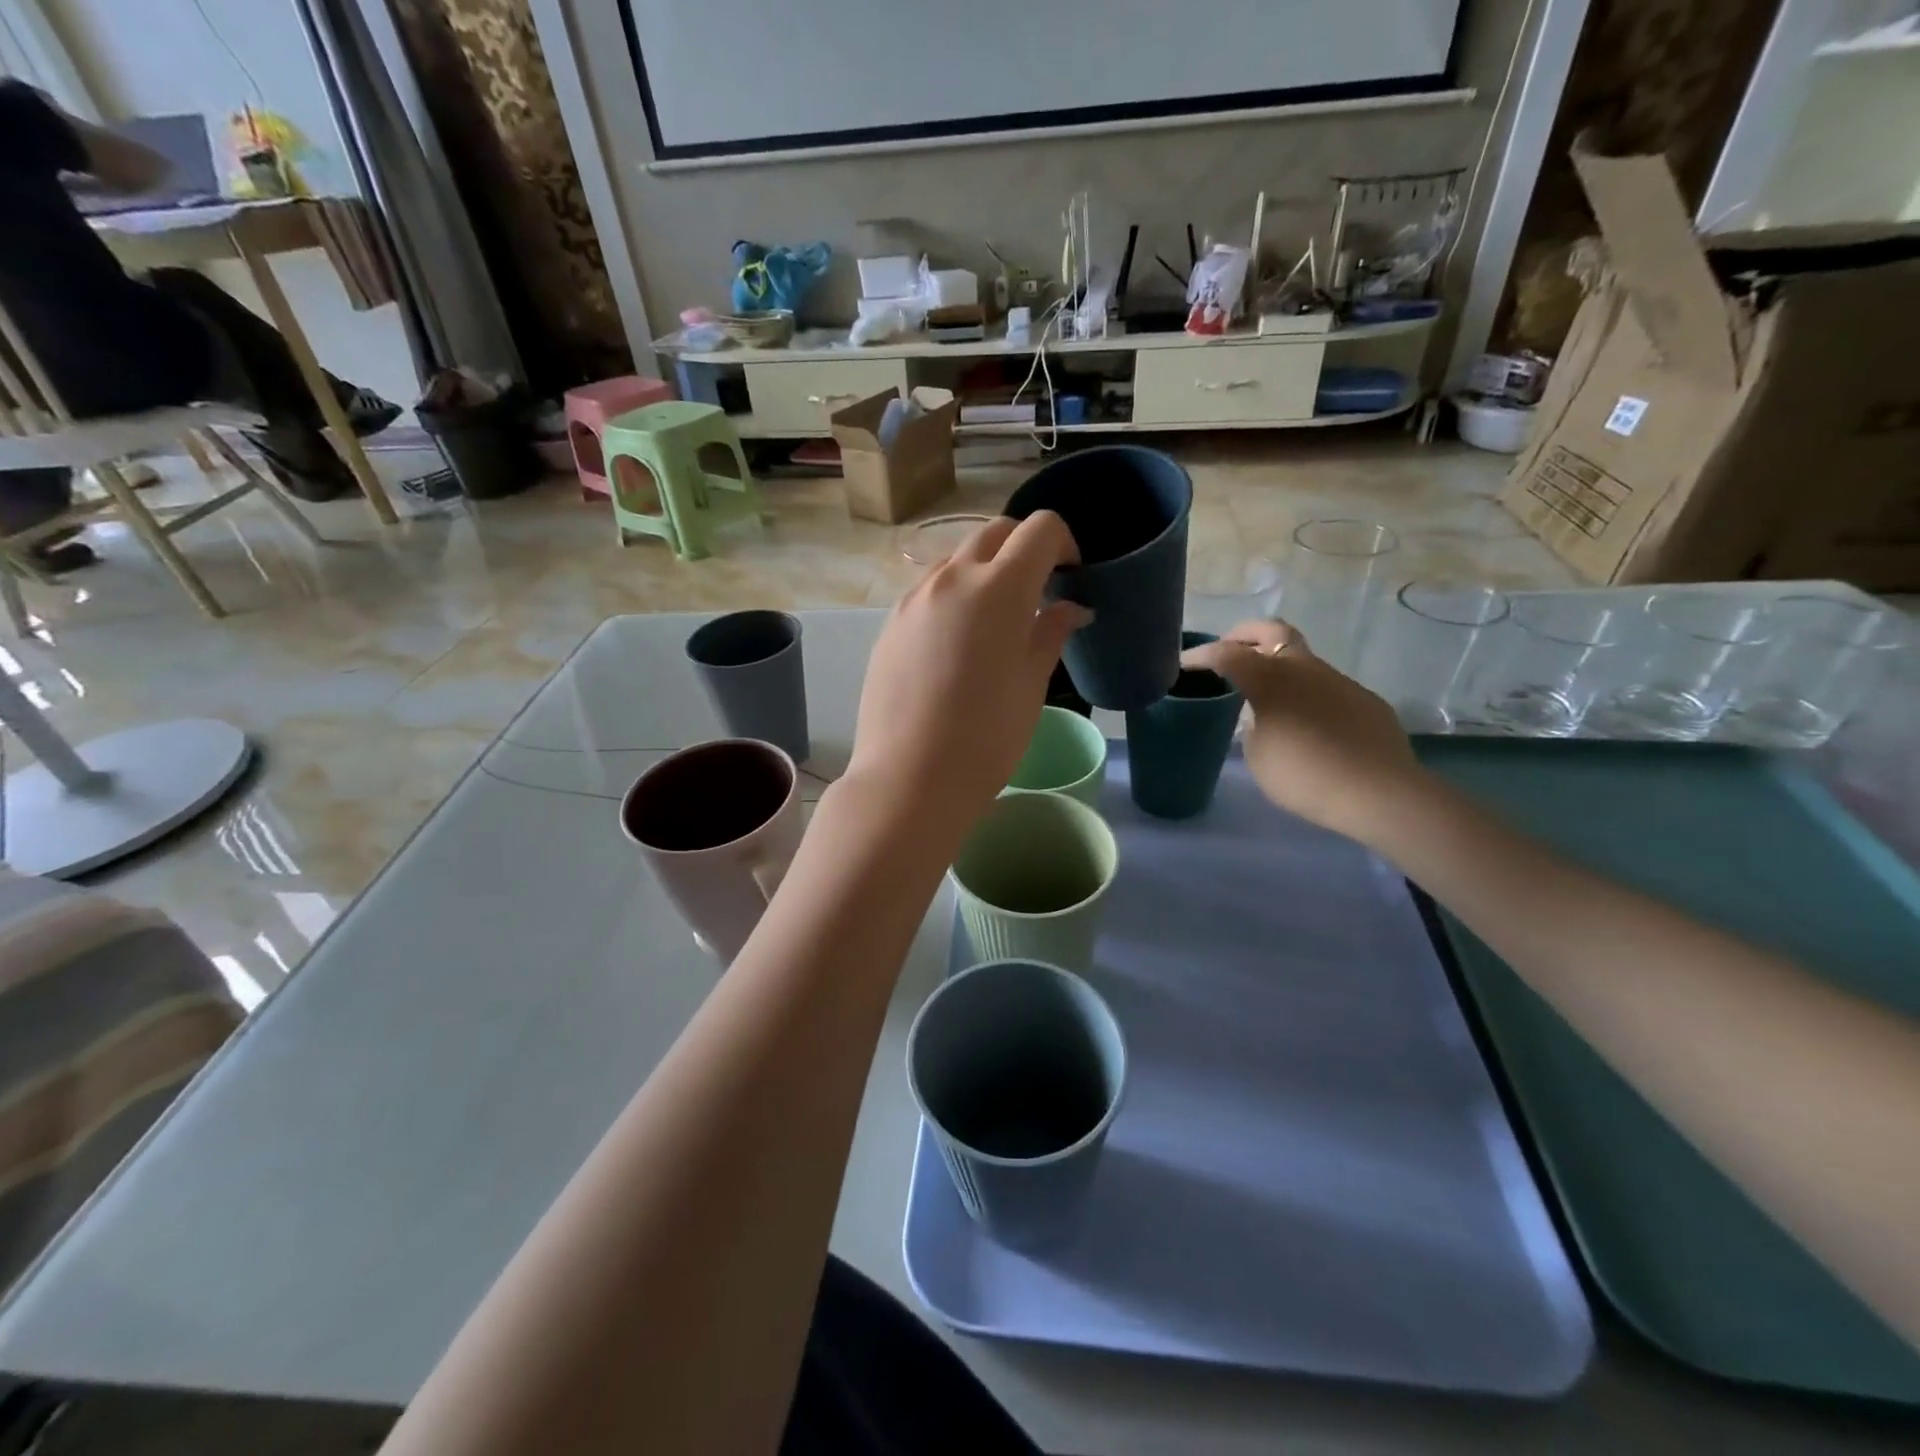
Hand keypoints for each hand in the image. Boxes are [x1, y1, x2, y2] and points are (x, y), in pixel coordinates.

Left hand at [847, 512, 1087, 837]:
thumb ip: (1051, 632)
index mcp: (998, 587)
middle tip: (1038, 589)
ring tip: (995, 619)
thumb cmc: (986, 736)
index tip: (1070, 572)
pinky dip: (953, 595)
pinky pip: (929, 590)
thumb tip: (1071, 608)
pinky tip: (957, 643)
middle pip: (994, 533)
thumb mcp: (1031, 683)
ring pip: (957, 560)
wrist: (910, 777)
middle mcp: (951, 577)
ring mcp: (914, 598)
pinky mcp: (891, 623)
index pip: (1039, 529)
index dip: (1063, 542)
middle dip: (1023, 548)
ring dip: (984, 570)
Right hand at [1182, 619, 1423, 847]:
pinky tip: (1308, 724)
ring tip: (1267, 695)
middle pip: (1273, 631)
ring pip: (1303, 660)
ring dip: (1280, 667)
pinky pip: (1327, 688)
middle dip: (1246, 634)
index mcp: (1271, 680)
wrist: (1378, 792)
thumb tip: (1259, 715)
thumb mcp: (1259, 756)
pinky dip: (1308, 695)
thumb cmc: (1304, 776)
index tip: (1184, 663)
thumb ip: (1253, 727)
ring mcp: (1339, 681)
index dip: (1201, 655)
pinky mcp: (1364, 700)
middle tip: (1229, 647)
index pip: (1227, 654)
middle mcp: (1305, 669)